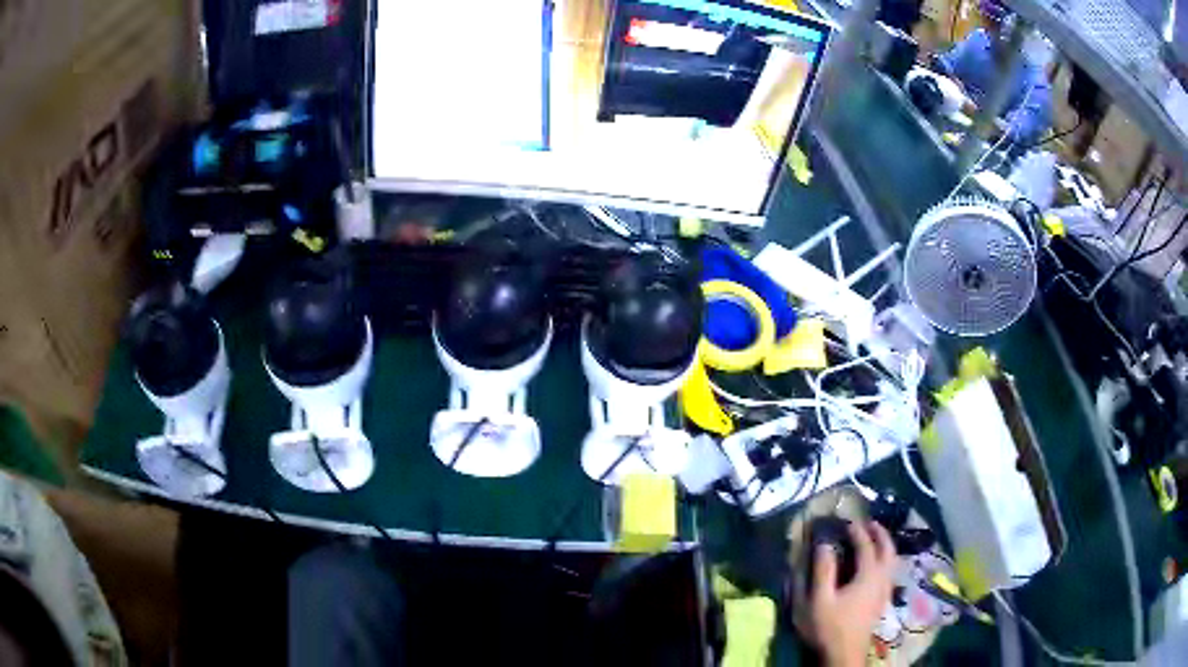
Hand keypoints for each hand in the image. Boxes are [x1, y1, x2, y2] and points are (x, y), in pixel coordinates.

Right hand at [806, 522, 896, 666]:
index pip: (866, 545)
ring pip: (892, 560)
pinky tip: (876, 565)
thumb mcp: (820, 599)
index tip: (848, 521)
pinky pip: (890, 570)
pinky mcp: (883, 600)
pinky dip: (885, 559)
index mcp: (869, 574)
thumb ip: (823, 570)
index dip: (858, 531)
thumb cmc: (831, 627)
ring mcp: (885, 589)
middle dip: (880, 533)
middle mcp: (882, 578)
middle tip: (870, 523)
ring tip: (874, 540)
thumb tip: (825, 544)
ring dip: (885, 545)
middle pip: (888, 549)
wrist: (845, 654)